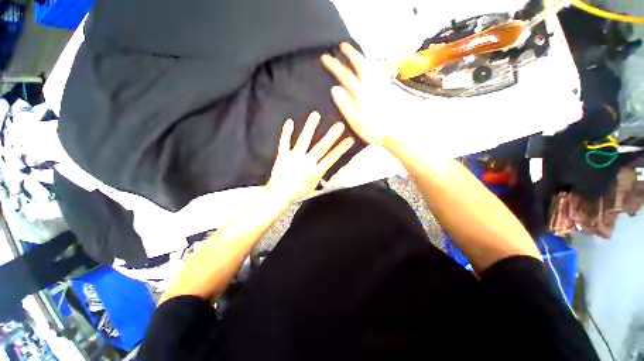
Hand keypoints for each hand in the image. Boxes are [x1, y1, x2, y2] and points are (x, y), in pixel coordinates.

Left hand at [266, 112, 354, 204]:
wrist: (279, 195)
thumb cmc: (298, 191)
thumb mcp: (313, 186)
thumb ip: (319, 175)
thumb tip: (324, 166)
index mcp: (316, 172)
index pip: (331, 158)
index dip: (341, 149)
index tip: (350, 139)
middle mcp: (307, 163)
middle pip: (321, 148)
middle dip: (331, 136)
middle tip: (339, 125)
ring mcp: (294, 158)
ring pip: (303, 141)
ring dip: (310, 128)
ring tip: (315, 115)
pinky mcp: (283, 156)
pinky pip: (284, 143)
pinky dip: (286, 133)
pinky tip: (289, 121)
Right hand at [321, 43, 403, 146]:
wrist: (393, 133)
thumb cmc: (372, 130)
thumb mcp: (355, 121)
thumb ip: (345, 105)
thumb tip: (334, 89)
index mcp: (360, 94)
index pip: (345, 76)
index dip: (334, 66)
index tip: (325, 57)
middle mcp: (370, 86)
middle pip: (360, 65)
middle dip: (350, 53)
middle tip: (341, 45)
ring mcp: (380, 86)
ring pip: (371, 66)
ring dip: (362, 56)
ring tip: (356, 51)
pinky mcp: (387, 90)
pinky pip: (381, 72)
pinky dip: (377, 64)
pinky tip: (376, 62)